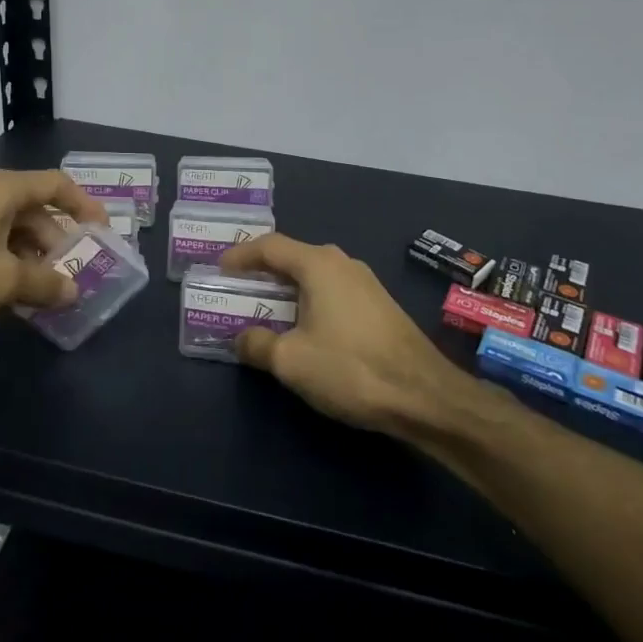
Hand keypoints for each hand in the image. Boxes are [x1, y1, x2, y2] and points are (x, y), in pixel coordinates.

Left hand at [0, 169, 105, 336]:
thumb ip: (44, 283)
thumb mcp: (4, 281)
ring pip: (13, 228)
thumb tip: (73, 292)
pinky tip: (14, 293)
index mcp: (3, 189)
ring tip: (48, 290)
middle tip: (76, 271)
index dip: (84, 206)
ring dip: (34, 256)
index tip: (102, 232)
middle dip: (58, 241)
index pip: (57, 185)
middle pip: (36, 209)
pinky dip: (9, 261)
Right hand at [219, 234, 471, 435]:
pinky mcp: (378, 305)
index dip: (240, 255)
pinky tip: (301, 328)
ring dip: (285, 291)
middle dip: (261, 273)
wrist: (424, 395)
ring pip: (313, 277)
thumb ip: (257, 344)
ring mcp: (365, 283)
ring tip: (263, 310)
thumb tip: (240, 338)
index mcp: (318, 264)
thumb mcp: (291, 360)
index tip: (218, 269)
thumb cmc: (350, 368)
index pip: (269, 246)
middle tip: (235, 289)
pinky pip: (331, 292)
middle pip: (292, 257)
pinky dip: (308, 302)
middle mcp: (342, 263)